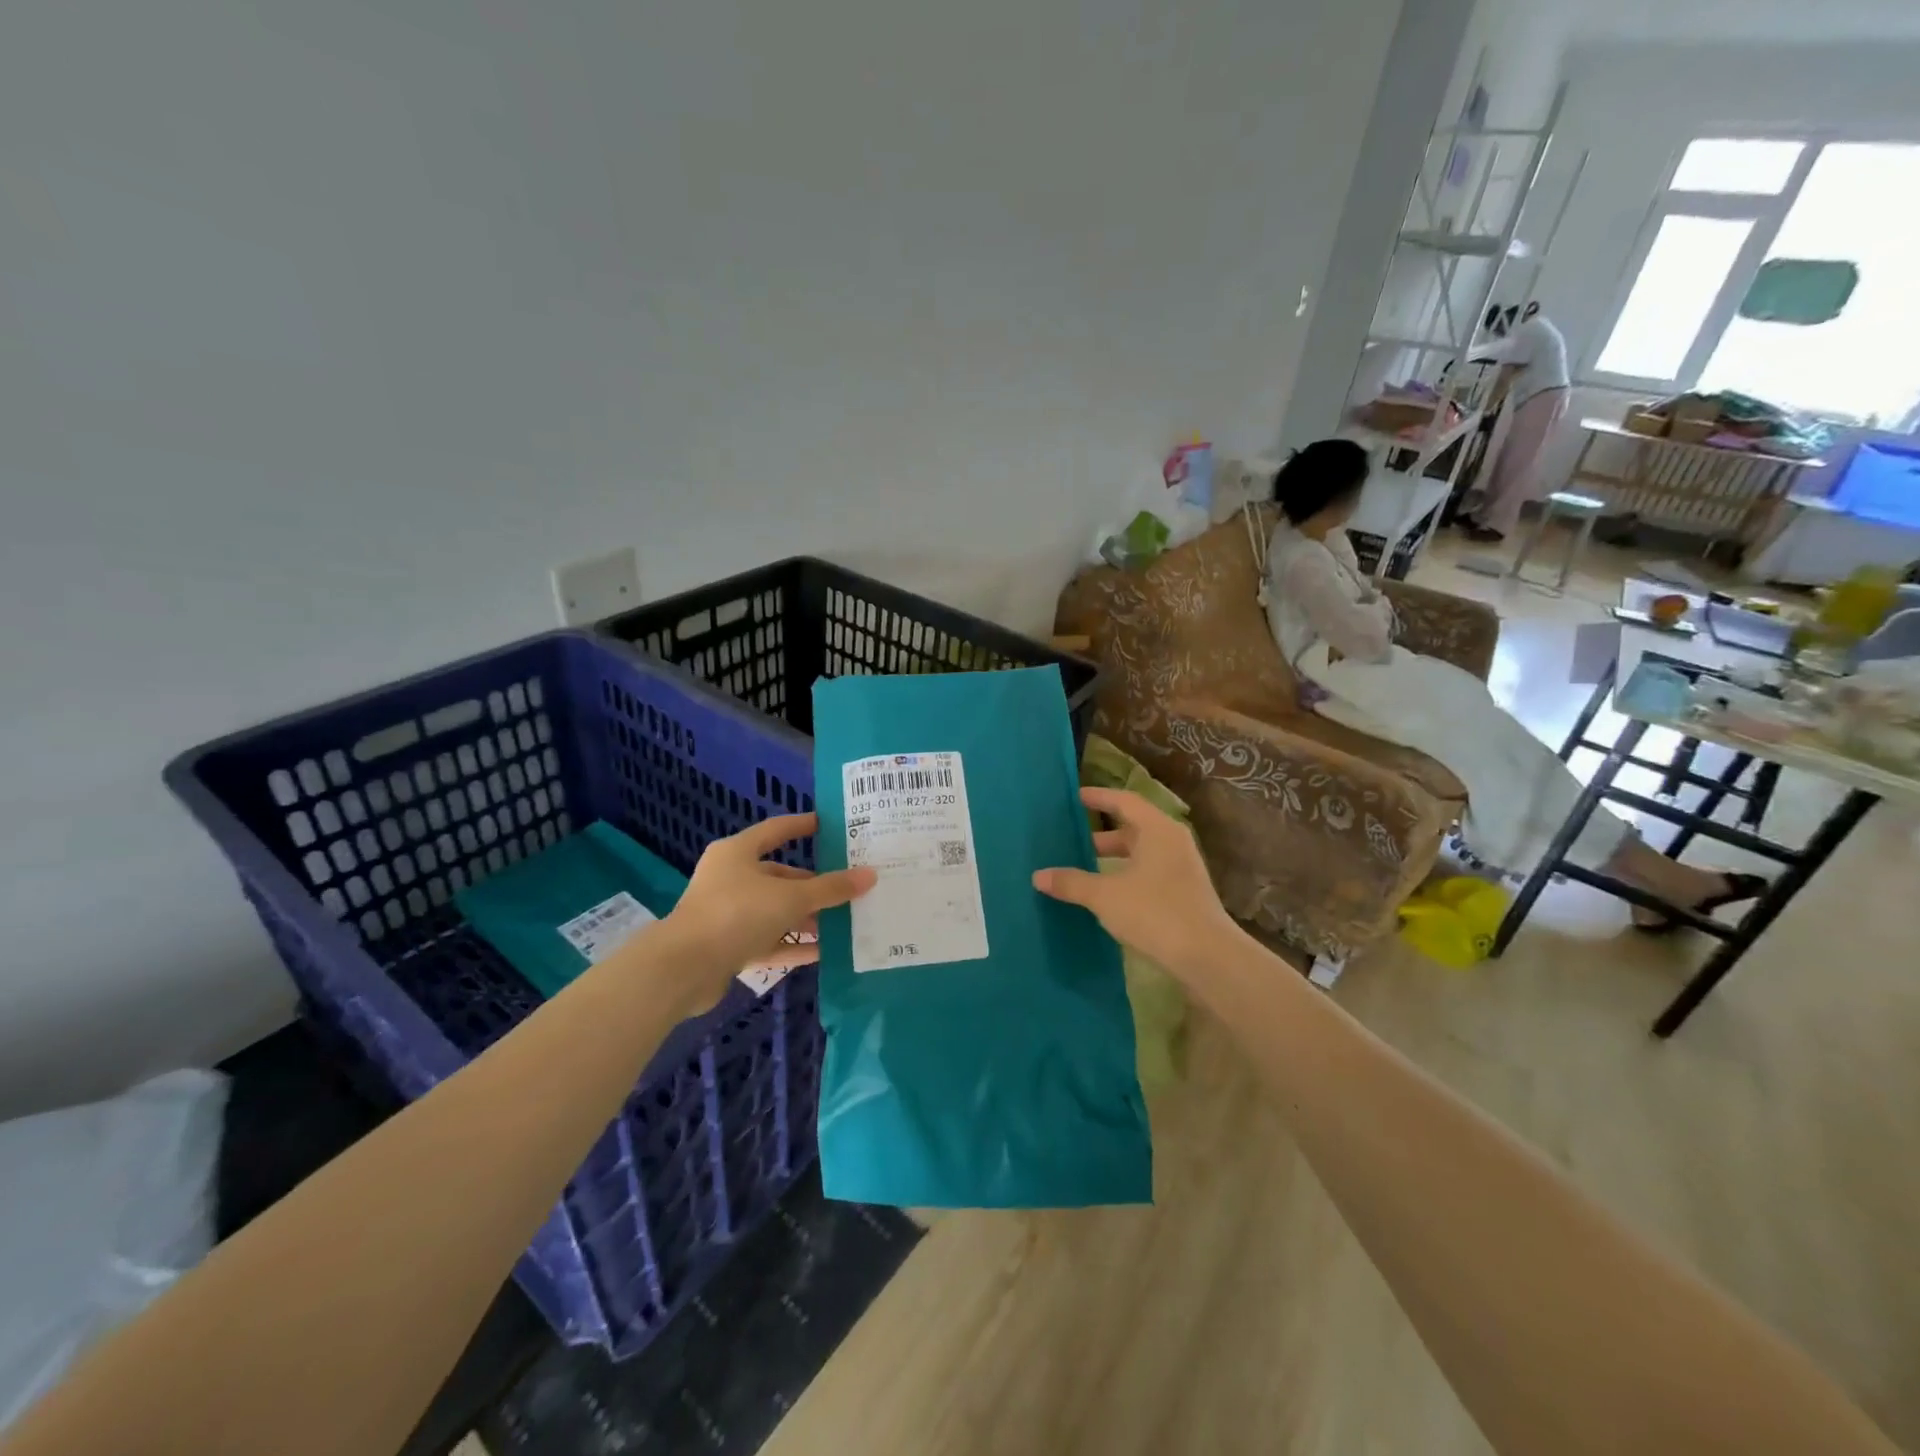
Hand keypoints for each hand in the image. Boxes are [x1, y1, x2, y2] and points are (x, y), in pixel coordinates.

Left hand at [647, 814, 875, 1017]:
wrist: (684, 969)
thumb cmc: (737, 914)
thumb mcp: (792, 898)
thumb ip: (831, 888)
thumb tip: (869, 875)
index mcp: (738, 853)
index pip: (777, 830)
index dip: (803, 825)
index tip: (829, 825)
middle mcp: (730, 878)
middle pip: (779, 876)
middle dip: (813, 885)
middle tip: (847, 888)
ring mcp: (727, 914)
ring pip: (774, 910)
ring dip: (806, 917)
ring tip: (843, 922)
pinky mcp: (727, 946)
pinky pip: (767, 941)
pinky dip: (792, 945)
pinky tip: (823, 952)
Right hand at [1032, 787, 1239, 978]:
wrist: (1207, 956)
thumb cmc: (1155, 912)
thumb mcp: (1105, 896)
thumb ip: (1072, 882)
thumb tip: (1038, 875)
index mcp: (1157, 829)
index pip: (1125, 801)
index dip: (1099, 798)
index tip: (1075, 797)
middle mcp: (1172, 842)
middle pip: (1133, 827)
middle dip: (1101, 834)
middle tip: (1071, 838)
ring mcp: (1181, 868)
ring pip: (1141, 853)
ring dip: (1113, 858)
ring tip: (1083, 867)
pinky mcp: (1184, 892)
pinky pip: (1148, 872)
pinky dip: (1125, 875)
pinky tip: (1106, 893)